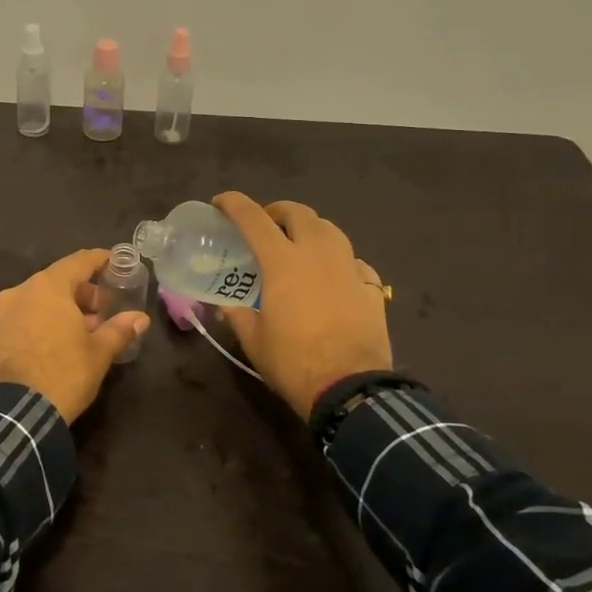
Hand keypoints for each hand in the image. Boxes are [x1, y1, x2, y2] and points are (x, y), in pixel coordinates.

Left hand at [0, 249, 150, 422]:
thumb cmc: (63, 373)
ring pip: (37, 301)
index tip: (114, 262)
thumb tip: (140, 318)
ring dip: (60, 310)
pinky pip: (21, 320)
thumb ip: (119, 329)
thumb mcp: (99, 353)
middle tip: (102, 311)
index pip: (78, 262)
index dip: (99, 260)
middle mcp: (20, 292)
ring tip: (80, 333)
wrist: (14, 414)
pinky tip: (54, 345)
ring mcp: (0, 314)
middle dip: (82, 293)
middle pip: (56, 281)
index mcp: (47, 287)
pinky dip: (40, 323)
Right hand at [212, 193, 392, 419]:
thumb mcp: (254, 340)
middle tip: (265, 227)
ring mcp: (349, 268)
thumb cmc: (294, 362)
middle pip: (298, 212)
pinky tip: (333, 278)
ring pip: (330, 229)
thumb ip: (237, 315)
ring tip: (299, 246)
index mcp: (283, 262)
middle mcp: (317, 254)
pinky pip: (353, 261)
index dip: (233, 204)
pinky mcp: (371, 287)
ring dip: (310, 229)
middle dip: (277, 211)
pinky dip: (338, 261)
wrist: (351, 388)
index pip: (253, 218)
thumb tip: (227, 305)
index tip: (220, 203)